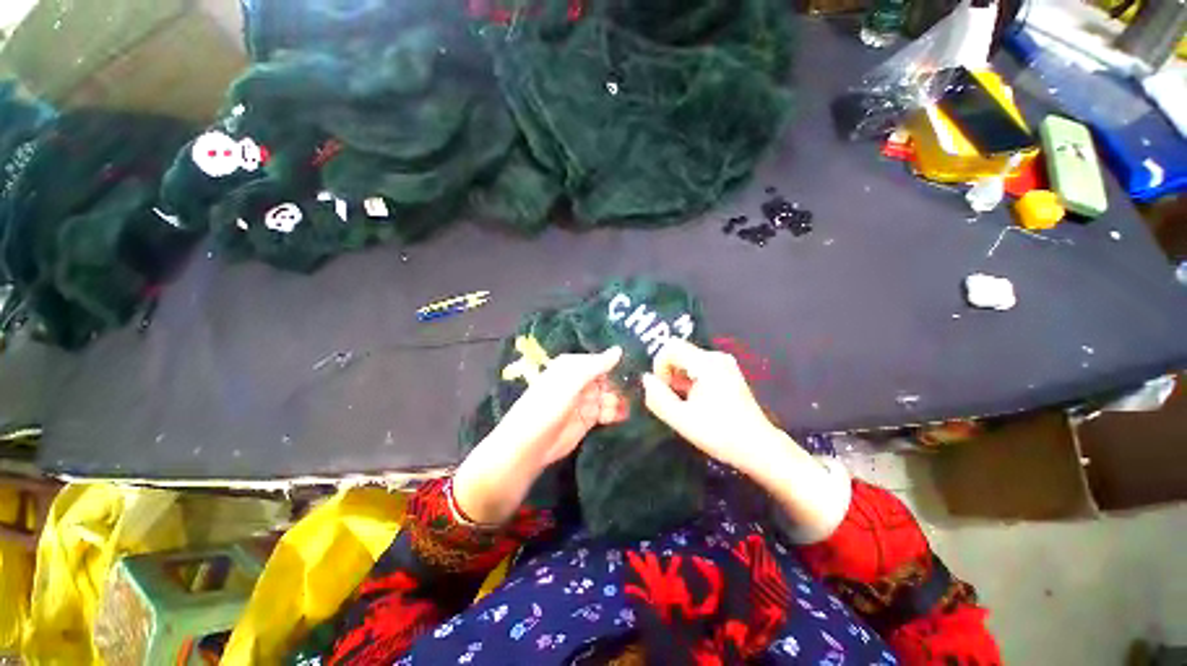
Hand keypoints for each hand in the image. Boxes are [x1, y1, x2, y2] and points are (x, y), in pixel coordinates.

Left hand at [453, 347, 627, 524]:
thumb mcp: (571, 382)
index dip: (618, 363)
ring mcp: (584, 401)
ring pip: (609, 395)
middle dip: (622, 382)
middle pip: (607, 378)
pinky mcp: (588, 419)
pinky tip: (627, 415)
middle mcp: (579, 381)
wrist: (529, 447)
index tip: (640, 364)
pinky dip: (617, 413)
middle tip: (644, 388)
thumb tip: (619, 349)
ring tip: (636, 404)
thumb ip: (596, 366)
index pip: (600, 360)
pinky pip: (607, 411)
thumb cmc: (547, 407)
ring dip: (621, 399)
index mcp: (572, 366)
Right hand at [643, 340, 849, 540]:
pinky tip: (694, 402)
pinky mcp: (727, 373)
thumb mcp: (682, 420)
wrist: (759, 448)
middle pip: (679, 352)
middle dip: (668, 373)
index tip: (662, 389)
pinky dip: (689, 381)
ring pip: (687, 360)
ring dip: (678, 378)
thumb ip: (658, 398)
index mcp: (707, 363)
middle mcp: (716, 357)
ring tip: (682, 403)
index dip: (659, 366)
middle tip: (671, 399)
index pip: (670, 347)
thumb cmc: (720, 434)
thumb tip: (646, 380)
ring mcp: (724, 364)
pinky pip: (698, 368)